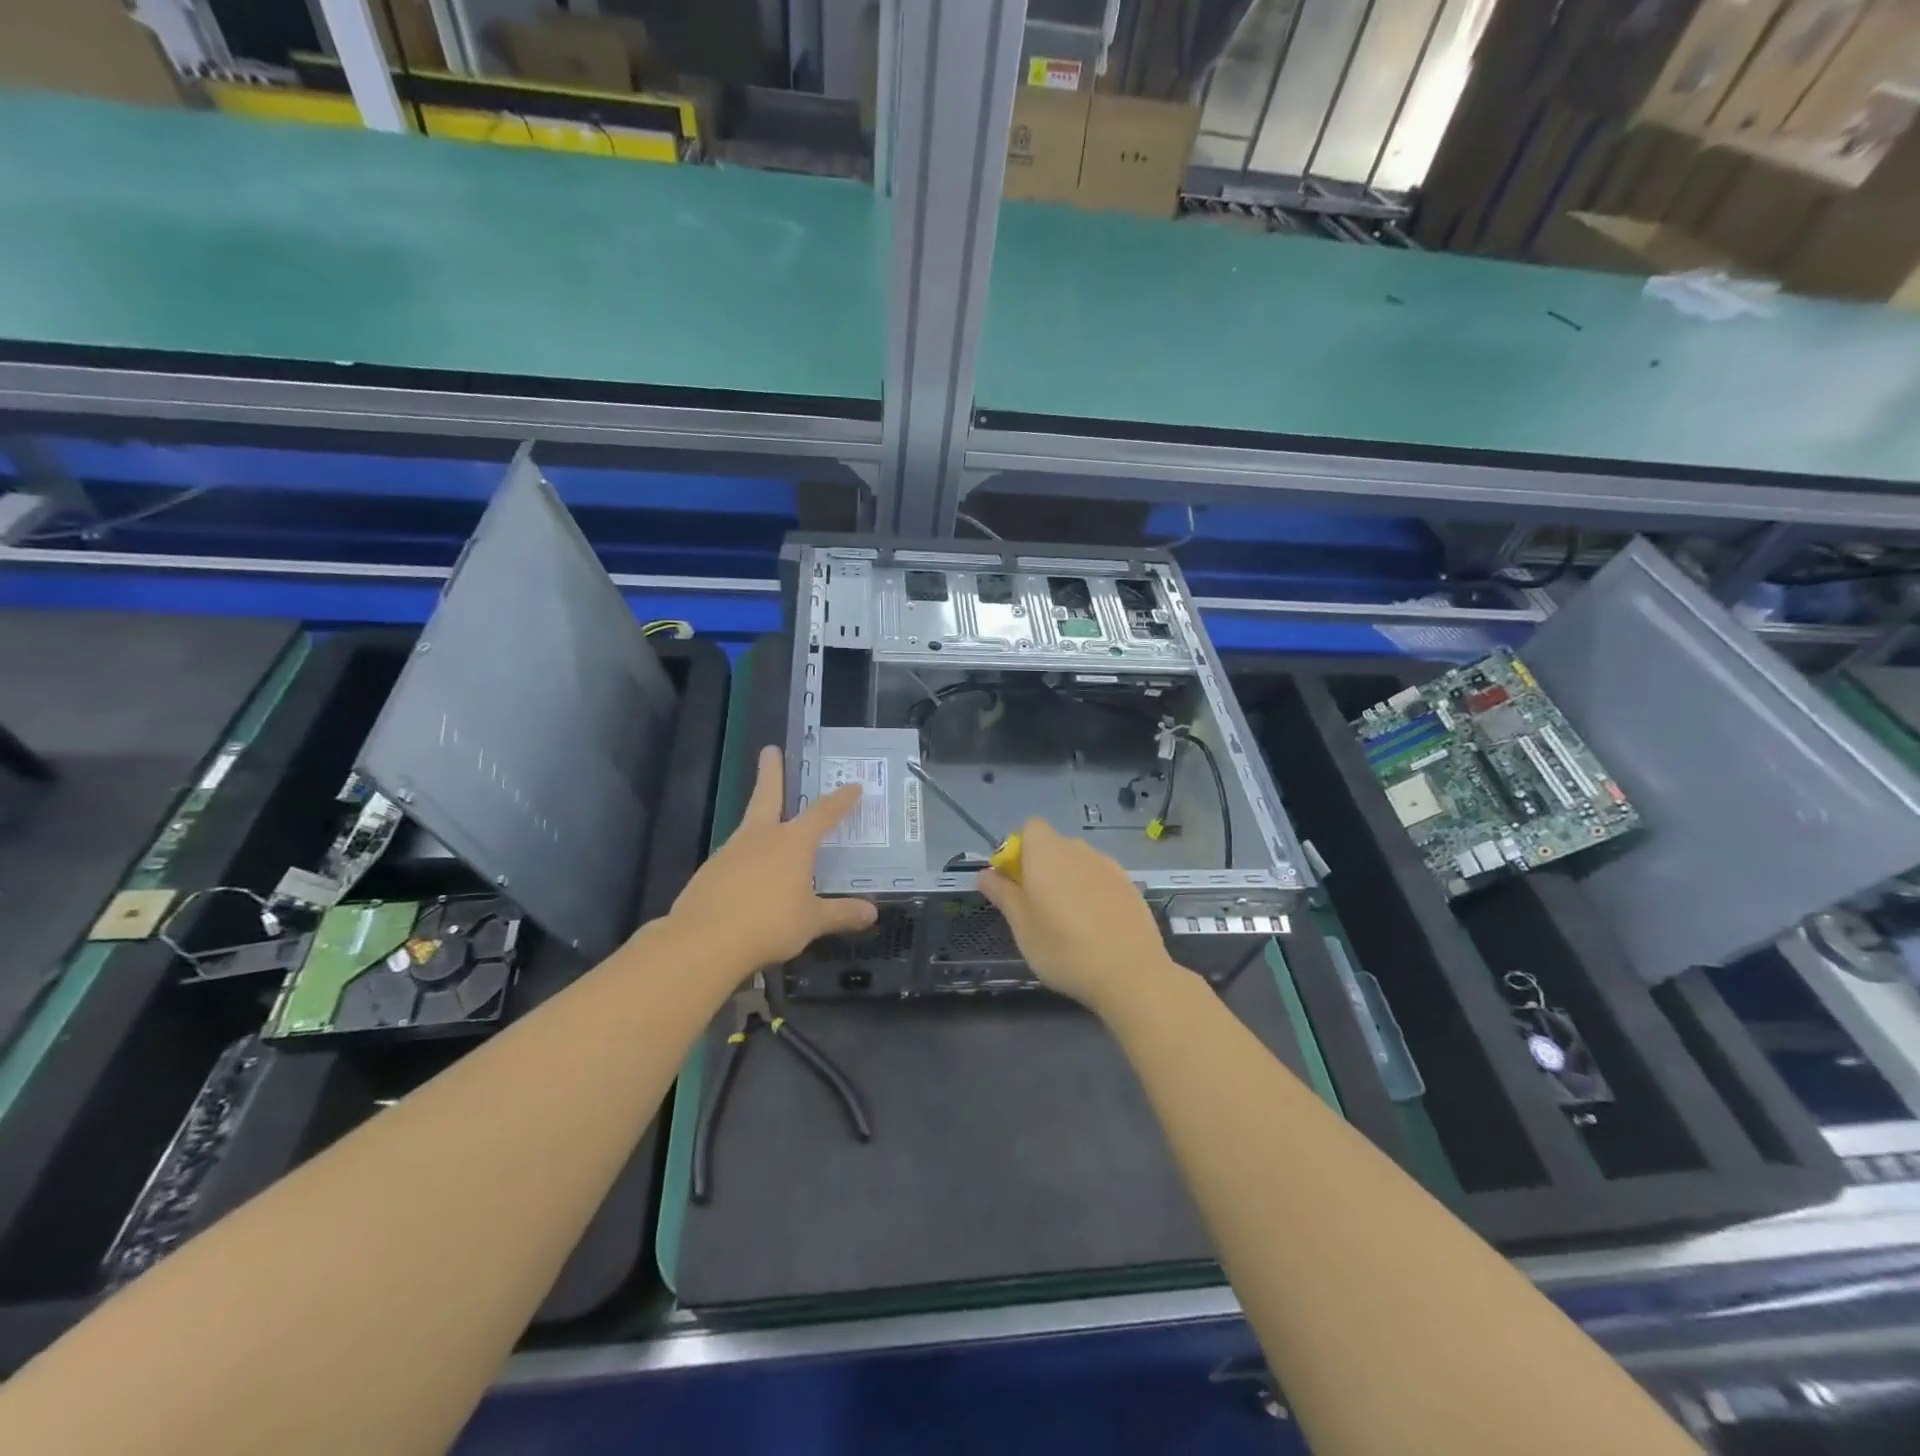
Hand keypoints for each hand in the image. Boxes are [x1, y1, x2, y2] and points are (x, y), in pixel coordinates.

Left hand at [665, 746, 876, 970]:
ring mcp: (730, 852)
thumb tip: (872, 912)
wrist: (703, 942)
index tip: (853, 786)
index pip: (823, 813)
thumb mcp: (812, 922)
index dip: (840, 800)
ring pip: (749, 827)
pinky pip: (734, 858)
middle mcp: (761, 838)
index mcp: (792, 843)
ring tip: (769, 828)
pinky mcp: (709, 873)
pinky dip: (745, 859)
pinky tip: (748, 878)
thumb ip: (841, 914)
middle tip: (769, 750)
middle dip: (771, 772)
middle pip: (767, 796)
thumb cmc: (768, 924)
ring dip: (759, 820)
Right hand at [977, 819, 1179, 1016]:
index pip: (1030, 828)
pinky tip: (1096, 927)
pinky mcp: (1129, 885)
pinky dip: (1093, 893)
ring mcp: (1108, 866)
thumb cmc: (1063, 948)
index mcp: (1047, 852)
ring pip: (1078, 863)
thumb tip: (984, 874)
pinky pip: (1101, 879)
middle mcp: (1078, 849)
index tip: (1015, 882)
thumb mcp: (1021, 925)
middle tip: (1036, 907)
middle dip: (1041, 868)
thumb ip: (1002, 893)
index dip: (1018, 849)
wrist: (1130, 973)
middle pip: (1053, 846)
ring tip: (1069, 922)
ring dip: (1068, 881)